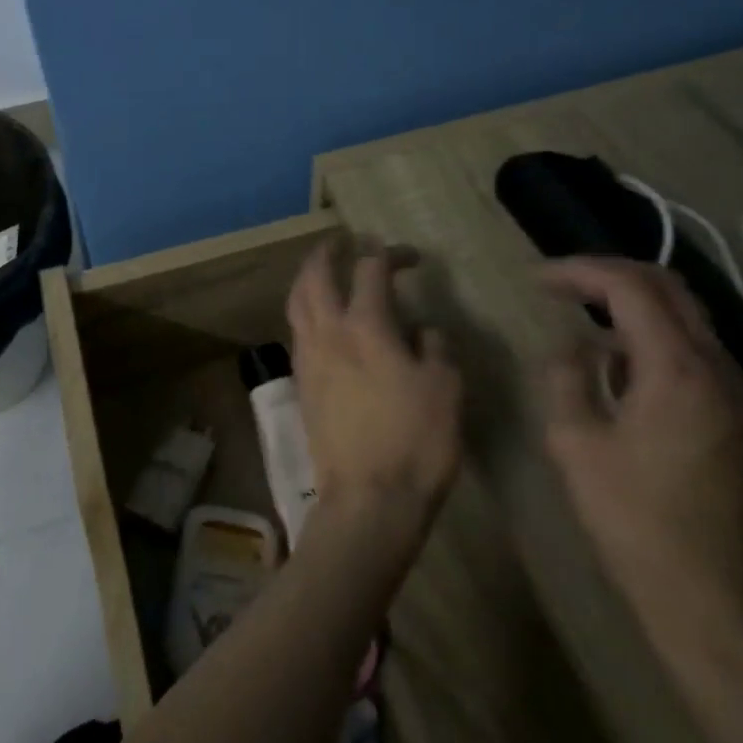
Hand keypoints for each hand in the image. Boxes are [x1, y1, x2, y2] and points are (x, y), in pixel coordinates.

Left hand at [285, 237, 461, 548]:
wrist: (367, 501)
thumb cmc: (415, 442)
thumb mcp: (446, 390)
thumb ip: (434, 348)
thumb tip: (422, 329)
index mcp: (365, 326)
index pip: (371, 269)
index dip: (390, 253)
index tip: (410, 256)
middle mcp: (328, 331)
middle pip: (315, 274)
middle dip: (328, 251)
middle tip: (344, 241)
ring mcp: (308, 356)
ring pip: (297, 300)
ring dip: (308, 276)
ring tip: (323, 270)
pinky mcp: (300, 382)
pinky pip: (296, 329)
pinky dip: (304, 308)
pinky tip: (319, 319)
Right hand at [538, 257, 742, 649]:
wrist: (709, 605)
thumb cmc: (632, 521)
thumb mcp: (574, 443)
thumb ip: (566, 379)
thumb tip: (571, 349)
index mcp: (675, 370)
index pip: (629, 288)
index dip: (578, 271)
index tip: (536, 278)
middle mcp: (717, 370)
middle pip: (669, 288)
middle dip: (610, 274)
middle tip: (562, 283)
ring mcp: (737, 396)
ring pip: (688, 318)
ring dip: (634, 303)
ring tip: (583, 314)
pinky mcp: (740, 422)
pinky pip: (696, 352)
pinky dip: (654, 336)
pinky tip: (619, 364)